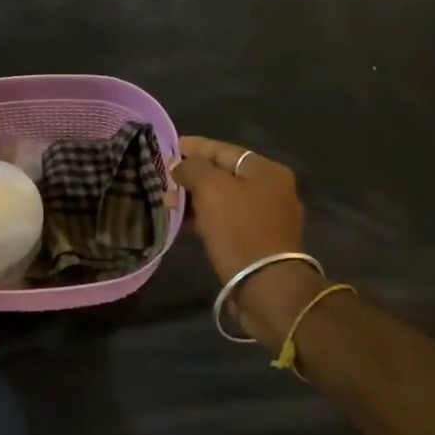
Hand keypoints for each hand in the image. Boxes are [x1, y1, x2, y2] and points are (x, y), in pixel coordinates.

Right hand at [172, 136, 321, 345]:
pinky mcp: (258, 242)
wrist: (266, 287)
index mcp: (267, 170)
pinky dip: (205, 218)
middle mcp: (271, 190)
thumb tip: (180, 165)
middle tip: (163, 179)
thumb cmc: (240, 229)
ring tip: (166, 202)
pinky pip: (226, 221)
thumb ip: (193, 168)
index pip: (224, 150)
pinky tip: (183, 222)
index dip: (194, 147)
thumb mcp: (212, 189)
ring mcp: (267, 218)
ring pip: (223, 199)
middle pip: (224, 174)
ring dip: (194, 198)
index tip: (168, 147)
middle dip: (192, 175)